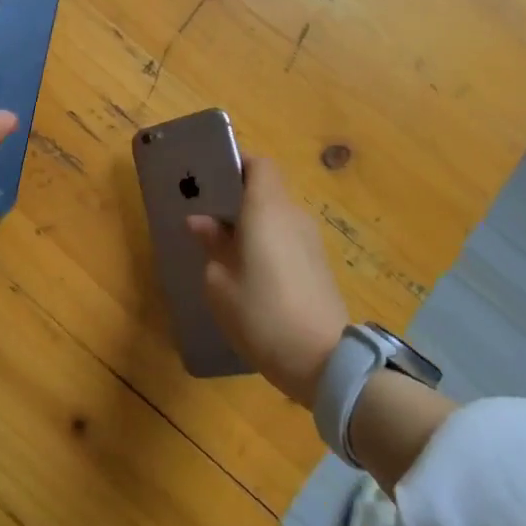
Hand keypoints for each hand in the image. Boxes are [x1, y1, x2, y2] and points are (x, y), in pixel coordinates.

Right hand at [187, 157, 349, 406]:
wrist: (324, 360)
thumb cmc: (262, 314)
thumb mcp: (221, 283)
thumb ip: (212, 244)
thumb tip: (201, 221)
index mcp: (267, 210)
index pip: (259, 165)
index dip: (237, 165)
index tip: (213, 180)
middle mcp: (292, 216)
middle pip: (268, 190)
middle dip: (240, 199)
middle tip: (210, 219)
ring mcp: (310, 241)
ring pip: (278, 217)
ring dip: (255, 225)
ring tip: (227, 251)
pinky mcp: (319, 265)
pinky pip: (288, 239)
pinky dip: (269, 245)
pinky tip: (252, 275)